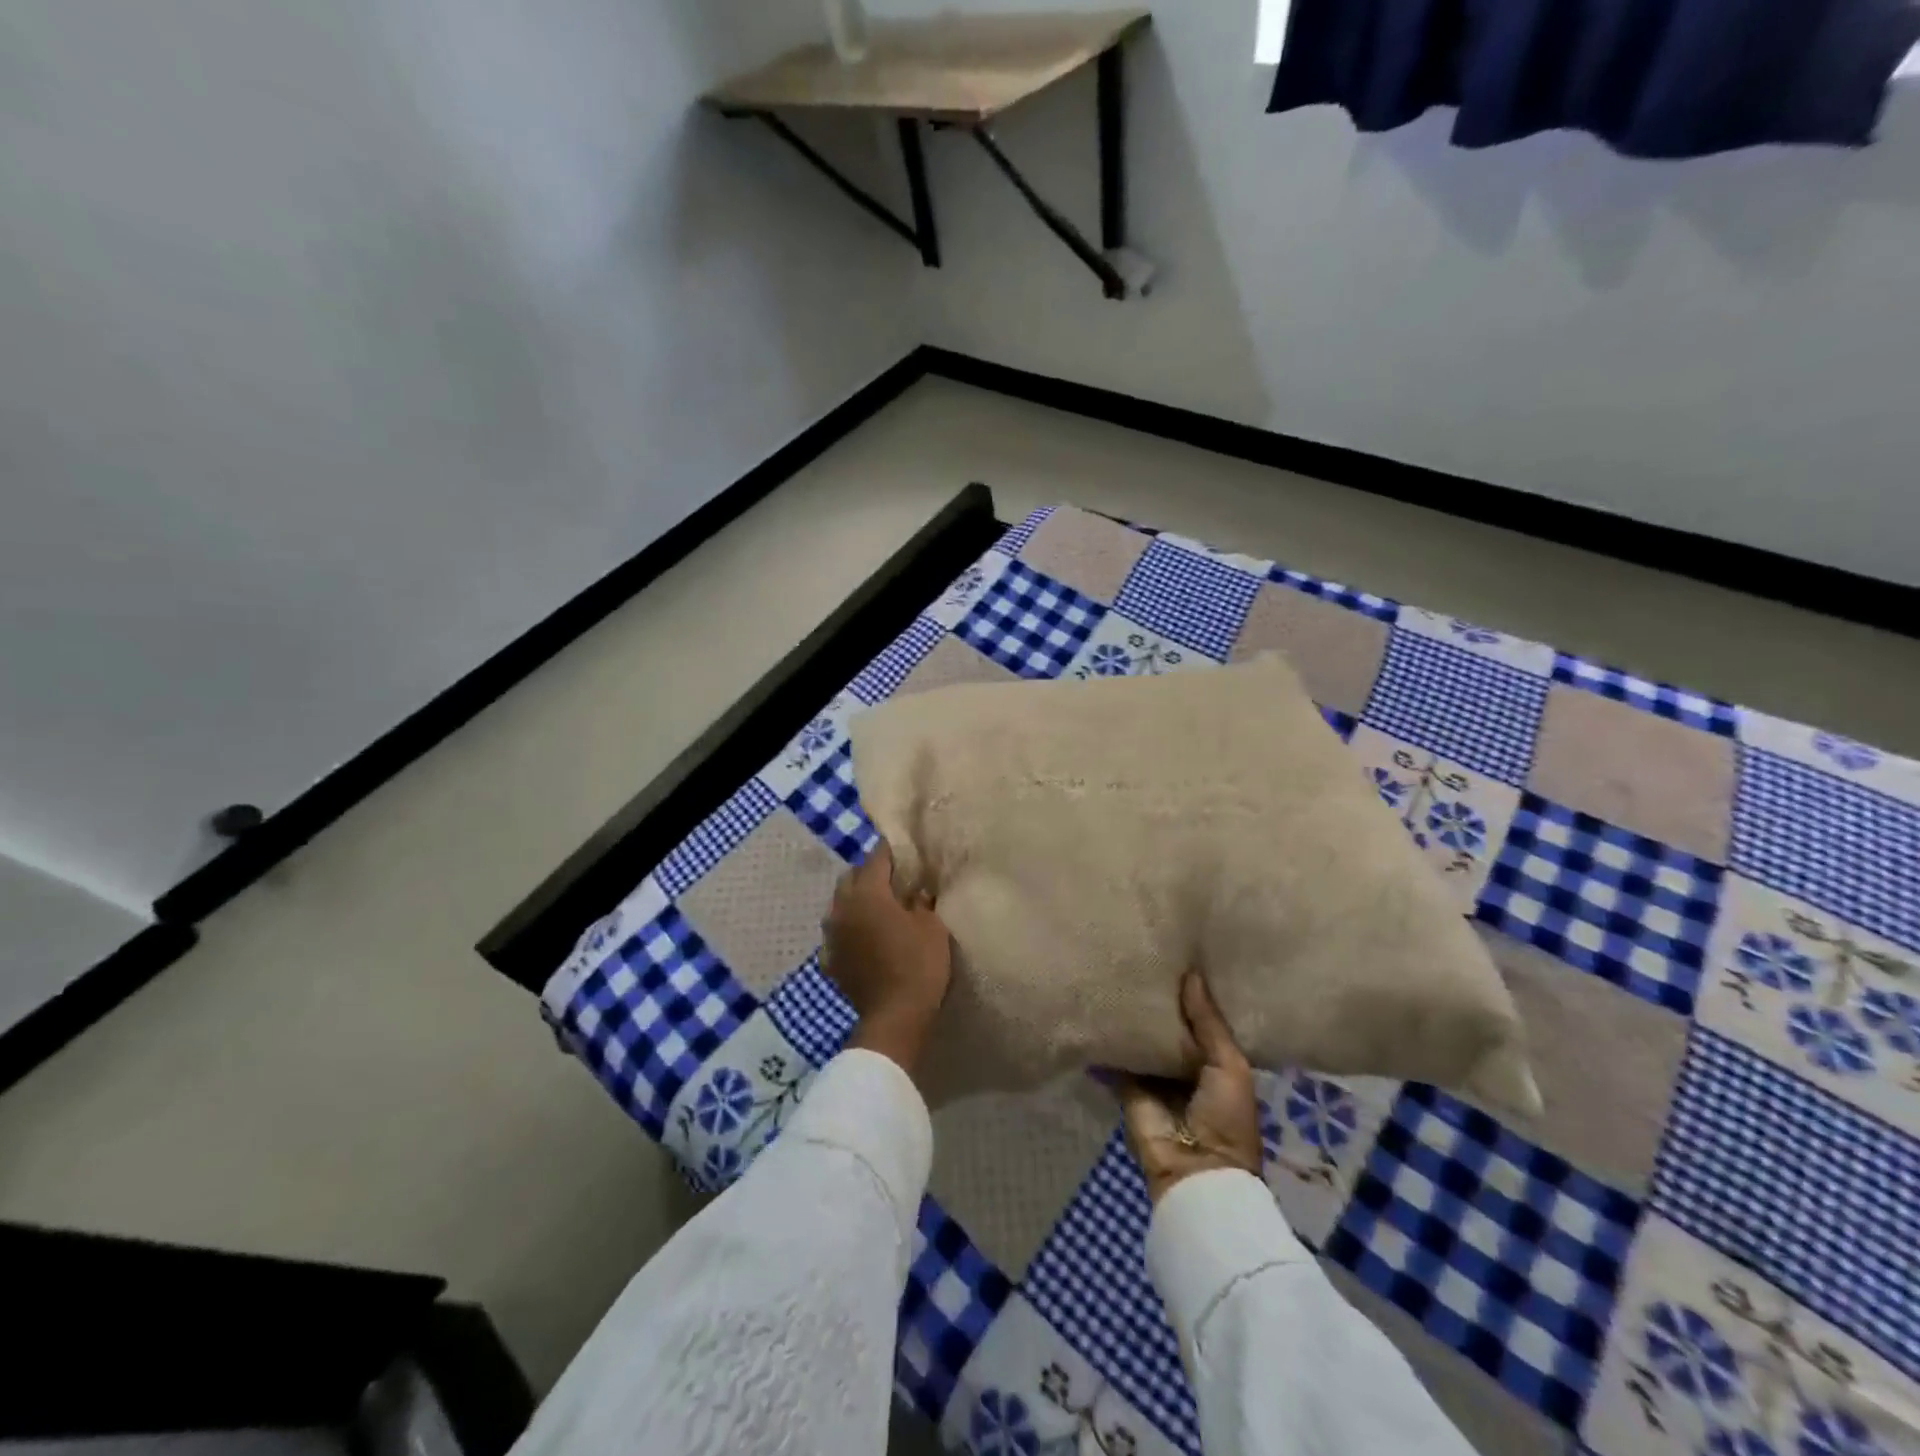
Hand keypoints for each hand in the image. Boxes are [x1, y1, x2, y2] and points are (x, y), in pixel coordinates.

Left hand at [822, 839, 951, 1078]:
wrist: (894, 1017)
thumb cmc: (918, 964)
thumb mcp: (932, 926)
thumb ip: (922, 901)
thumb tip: (917, 890)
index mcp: (868, 892)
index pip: (877, 858)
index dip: (892, 851)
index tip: (905, 850)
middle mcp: (842, 907)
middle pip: (852, 877)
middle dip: (869, 873)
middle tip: (893, 880)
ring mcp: (832, 935)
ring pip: (840, 904)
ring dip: (856, 901)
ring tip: (878, 908)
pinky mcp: (830, 959)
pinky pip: (838, 933)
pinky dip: (849, 929)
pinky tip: (863, 938)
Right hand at [1114, 972, 1262, 1203]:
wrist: (1196, 1171)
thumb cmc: (1226, 1118)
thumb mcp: (1229, 1066)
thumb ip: (1209, 1022)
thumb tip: (1192, 974)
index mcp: (1214, 1062)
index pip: (1200, 1021)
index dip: (1191, 995)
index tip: (1179, 955)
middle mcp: (1182, 1066)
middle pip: (1167, 1027)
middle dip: (1157, 1001)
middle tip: (1141, 955)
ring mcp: (1152, 1076)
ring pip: (1140, 1039)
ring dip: (1131, 1017)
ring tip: (1115, 970)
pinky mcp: (1125, 1086)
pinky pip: (1115, 1056)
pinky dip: (1107, 1039)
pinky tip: (1094, 1005)